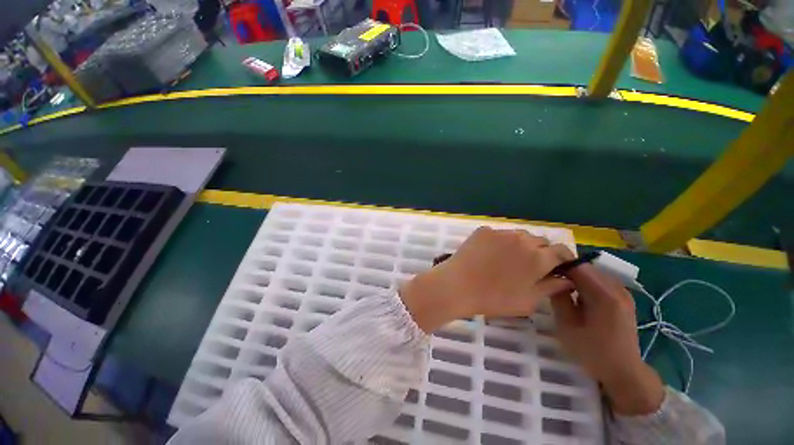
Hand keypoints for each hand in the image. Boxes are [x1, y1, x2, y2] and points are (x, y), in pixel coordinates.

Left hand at [400, 226, 573, 332]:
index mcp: (538, 257)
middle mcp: (522, 239)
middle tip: (529, 266)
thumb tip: (566, 279)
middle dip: (541, 252)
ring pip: (519, 235)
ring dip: (521, 245)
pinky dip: (500, 241)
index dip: (562, 259)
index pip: (561, 250)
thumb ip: (551, 287)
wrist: (457, 286)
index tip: (557, 267)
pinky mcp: (483, 230)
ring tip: (508, 259)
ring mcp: (501, 232)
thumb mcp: (528, 301)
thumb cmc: (494, 298)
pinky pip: (499, 234)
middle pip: (540, 241)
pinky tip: (490, 254)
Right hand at [550, 264, 664, 415]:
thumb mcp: (567, 325)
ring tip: (562, 288)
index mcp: (604, 295)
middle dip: (567, 270)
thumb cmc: (592, 351)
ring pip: (593, 273)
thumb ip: (559, 298)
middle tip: (550, 280)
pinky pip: (601, 281)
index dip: (558, 265)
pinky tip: (578, 296)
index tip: (543, 272)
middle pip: (587, 268)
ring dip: (577, 277)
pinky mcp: (623, 299)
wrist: (623, 372)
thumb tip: (553, 279)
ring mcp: (623, 293)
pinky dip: (586, 283)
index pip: (577, 266)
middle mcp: (617, 288)